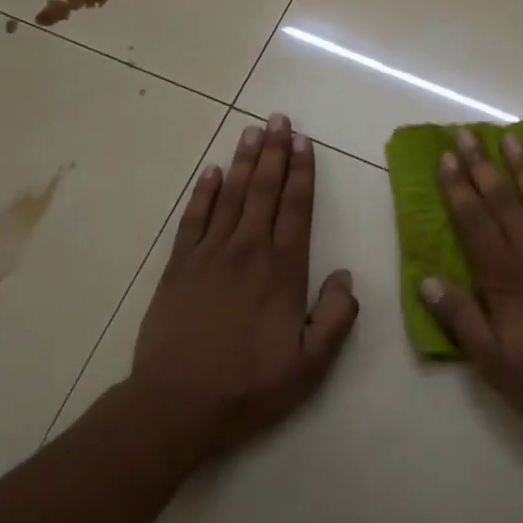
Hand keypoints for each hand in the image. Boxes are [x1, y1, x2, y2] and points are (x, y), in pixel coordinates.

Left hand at [130, 115, 357, 457]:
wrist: (176, 403)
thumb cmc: (250, 385)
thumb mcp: (311, 364)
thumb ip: (336, 317)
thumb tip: (346, 276)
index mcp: (283, 270)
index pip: (297, 208)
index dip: (303, 173)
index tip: (305, 142)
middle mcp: (247, 251)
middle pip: (265, 191)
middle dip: (276, 152)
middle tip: (279, 119)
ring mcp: (209, 255)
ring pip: (231, 196)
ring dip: (244, 161)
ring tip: (253, 131)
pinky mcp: (178, 266)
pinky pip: (194, 218)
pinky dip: (204, 192)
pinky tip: (213, 172)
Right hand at [420, 129, 522, 439]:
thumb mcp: (494, 363)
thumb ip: (461, 318)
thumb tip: (427, 280)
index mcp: (505, 277)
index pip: (473, 222)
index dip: (457, 188)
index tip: (445, 156)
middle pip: (503, 200)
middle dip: (483, 165)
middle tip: (468, 132)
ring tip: (512, 137)